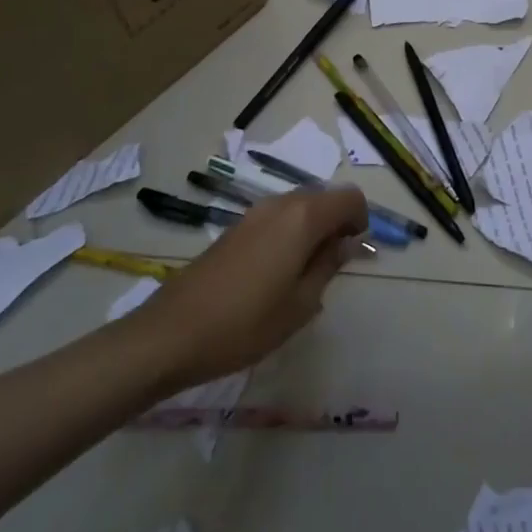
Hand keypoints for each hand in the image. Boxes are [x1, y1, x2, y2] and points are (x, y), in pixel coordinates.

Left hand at [128, 187, 368, 391]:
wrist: (171, 333)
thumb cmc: (245, 324)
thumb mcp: (300, 304)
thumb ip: (329, 266)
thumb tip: (348, 243)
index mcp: (303, 217)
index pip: (350, 197)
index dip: (361, 220)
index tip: (354, 253)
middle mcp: (280, 203)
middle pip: (324, 197)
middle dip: (337, 223)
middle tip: (334, 266)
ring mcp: (254, 213)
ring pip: (299, 206)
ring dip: (313, 228)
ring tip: (305, 273)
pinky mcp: (235, 228)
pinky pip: (277, 217)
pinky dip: (290, 233)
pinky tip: (277, 273)